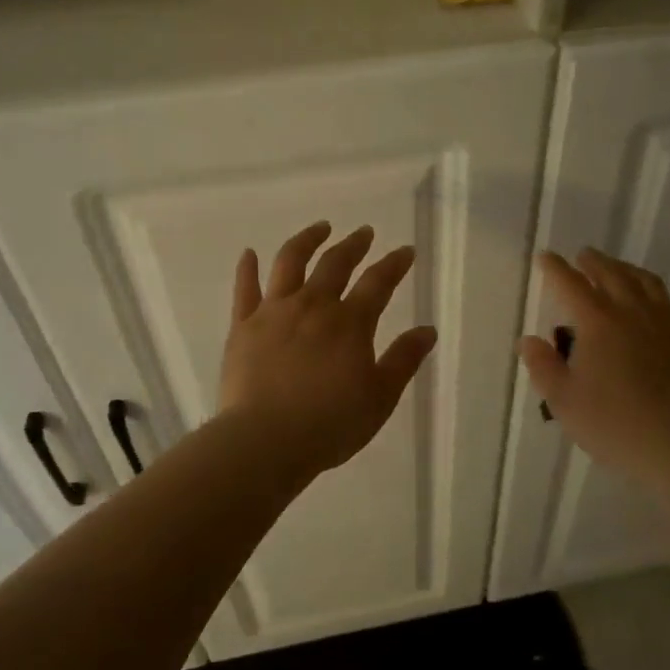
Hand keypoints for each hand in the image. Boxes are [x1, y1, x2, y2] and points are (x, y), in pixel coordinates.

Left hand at [219, 220, 437, 477]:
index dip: (394, 264)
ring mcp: (274, 312)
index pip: (378, 282)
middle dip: (353, 245)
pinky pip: (245, 289)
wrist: (265, 440)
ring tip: (319, 228)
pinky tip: (249, 253)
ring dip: (307, 240)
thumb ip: (403, 360)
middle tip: (364, 232)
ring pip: (290, 263)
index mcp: (350, 323)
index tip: (405, 251)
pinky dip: (248, 268)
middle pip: (335, 264)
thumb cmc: (330, 424)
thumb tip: (428, 330)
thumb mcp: (380, 397)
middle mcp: (313, 306)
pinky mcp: (242, 326)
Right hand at [518, 249, 669, 488]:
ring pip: (645, 282)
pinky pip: (668, 303)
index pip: (572, 284)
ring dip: (625, 270)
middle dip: (594, 262)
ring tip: (616, 270)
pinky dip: (651, 292)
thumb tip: (529, 341)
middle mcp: (633, 312)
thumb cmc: (613, 424)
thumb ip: (543, 367)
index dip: (556, 269)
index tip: (546, 257)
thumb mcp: (564, 401)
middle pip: (612, 274)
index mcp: (599, 322)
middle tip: (583, 256)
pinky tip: (650, 304)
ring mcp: (666, 323)